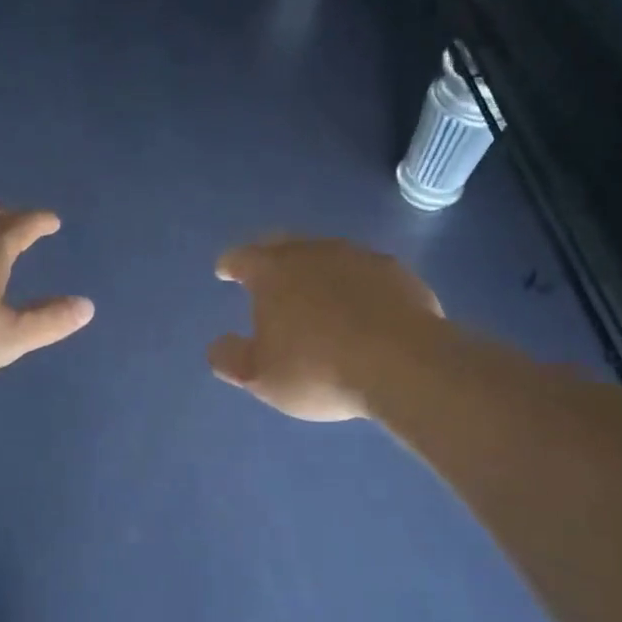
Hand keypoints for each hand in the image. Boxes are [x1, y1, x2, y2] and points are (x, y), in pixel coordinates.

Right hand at [209, 237, 443, 420]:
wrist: (403, 364)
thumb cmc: (318, 369)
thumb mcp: (262, 377)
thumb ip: (231, 359)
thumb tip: (218, 346)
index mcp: (274, 271)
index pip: (242, 257)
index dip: (230, 264)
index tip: (224, 271)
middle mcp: (313, 252)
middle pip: (284, 245)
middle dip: (270, 256)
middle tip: (266, 273)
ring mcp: (358, 257)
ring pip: (327, 255)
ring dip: (316, 270)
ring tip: (316, 294)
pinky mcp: (396, 272)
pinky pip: (365, 272)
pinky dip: (355, 284)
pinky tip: (362, 307)